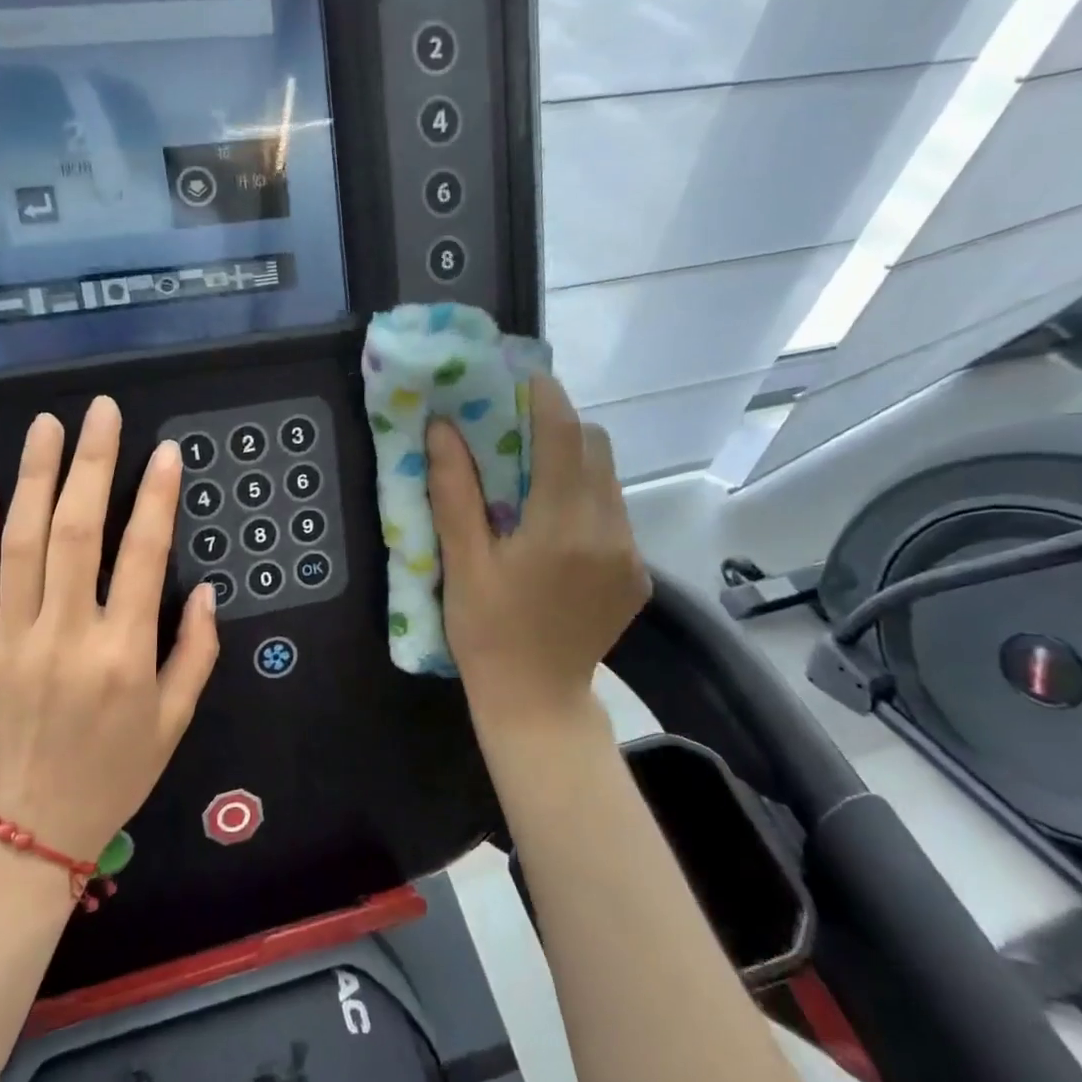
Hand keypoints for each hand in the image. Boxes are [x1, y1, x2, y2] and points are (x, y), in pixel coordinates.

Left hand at [0, 397, 219, 864]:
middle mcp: (68, 637)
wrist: (30, 829)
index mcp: (125, 655)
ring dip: (36, 477)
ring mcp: (12, 642)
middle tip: (101, 412)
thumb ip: (196, 651)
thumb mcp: (176, 720)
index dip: (157, 497)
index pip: (144, 556)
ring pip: (23, 544)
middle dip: (93, 464)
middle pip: (78, 532)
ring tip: (48, 426)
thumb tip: (204, 589)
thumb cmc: (116, 773)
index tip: (166, 452)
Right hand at [426, 374, 650, 722]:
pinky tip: (553, 532)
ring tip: (530, 484)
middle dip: (560, 428)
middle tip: (516, 434)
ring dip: (572, 466)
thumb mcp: (463, 563)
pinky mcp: (638, 574)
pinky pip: (614, 514)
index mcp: (561, 526)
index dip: (545, 398)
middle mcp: (608, 531)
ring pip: (608, 480)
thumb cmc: (487, 634)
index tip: (521, 378)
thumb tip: (443, 428)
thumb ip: (455, 492)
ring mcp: (630, 554)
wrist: (537, 703)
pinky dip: (585, 502)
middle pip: (596, 448)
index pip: (564, 436)